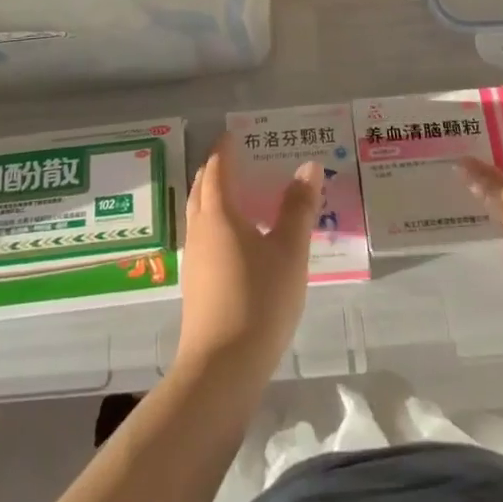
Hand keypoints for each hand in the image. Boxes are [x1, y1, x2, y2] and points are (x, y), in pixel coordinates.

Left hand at [174, 139, 321, 386]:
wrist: (222, 368)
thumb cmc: (259, 300)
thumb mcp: (289, 251)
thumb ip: (299, 207)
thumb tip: (308, 165)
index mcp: (219, 214)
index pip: (217, 169)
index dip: (225, 149)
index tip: (234, 133)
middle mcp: (200, 229)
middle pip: (202, 188)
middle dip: (216, 169)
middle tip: (237, 158)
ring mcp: (194, 259)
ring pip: (199, 213)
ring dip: (213, 196)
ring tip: (238, 193)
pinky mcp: (196, 284)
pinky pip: (203, 236)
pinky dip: (215, 221)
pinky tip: (236, 238)